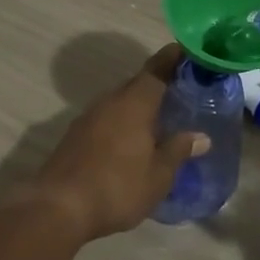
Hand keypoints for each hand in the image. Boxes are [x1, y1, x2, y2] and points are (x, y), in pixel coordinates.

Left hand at [23, 44, 210, 242]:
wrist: (58, 208)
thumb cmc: (117, 187)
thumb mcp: (158, 175)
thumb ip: (178, 151)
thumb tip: (201, 137)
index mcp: (134, 103)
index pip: (156, 70)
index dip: (171, 58)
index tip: (185, 51)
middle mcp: (110, 102)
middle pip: (137, 85)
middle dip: (158, 86)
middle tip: (180, 92)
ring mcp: (88, 118)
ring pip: (120, 103)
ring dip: (138, 107)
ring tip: (159, 119)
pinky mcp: (75, 136)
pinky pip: (106, 119)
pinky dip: (122, 123)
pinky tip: (131, 141)